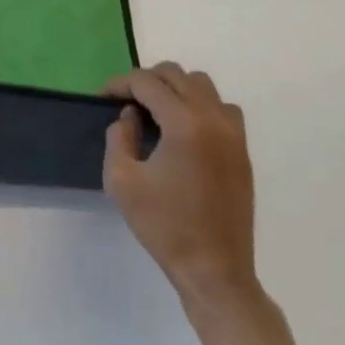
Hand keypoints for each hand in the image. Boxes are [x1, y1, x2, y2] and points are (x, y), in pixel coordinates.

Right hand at [102, 63, 257, 311]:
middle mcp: (213, 119)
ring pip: (202, 85)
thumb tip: (129, 116)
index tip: (102, 97)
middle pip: (176, 75)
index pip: (147, 82)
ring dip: (175, 89)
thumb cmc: (163, 225)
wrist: (214, 270)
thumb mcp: (121, 180)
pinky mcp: (242, 150)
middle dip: (146, 81)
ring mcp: (233, 134)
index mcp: (184, 124)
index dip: (119, 83)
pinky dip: (199, 105)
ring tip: (154, 112)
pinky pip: (222, 108)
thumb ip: (119, 137)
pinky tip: (183, 129)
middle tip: (124, 102)